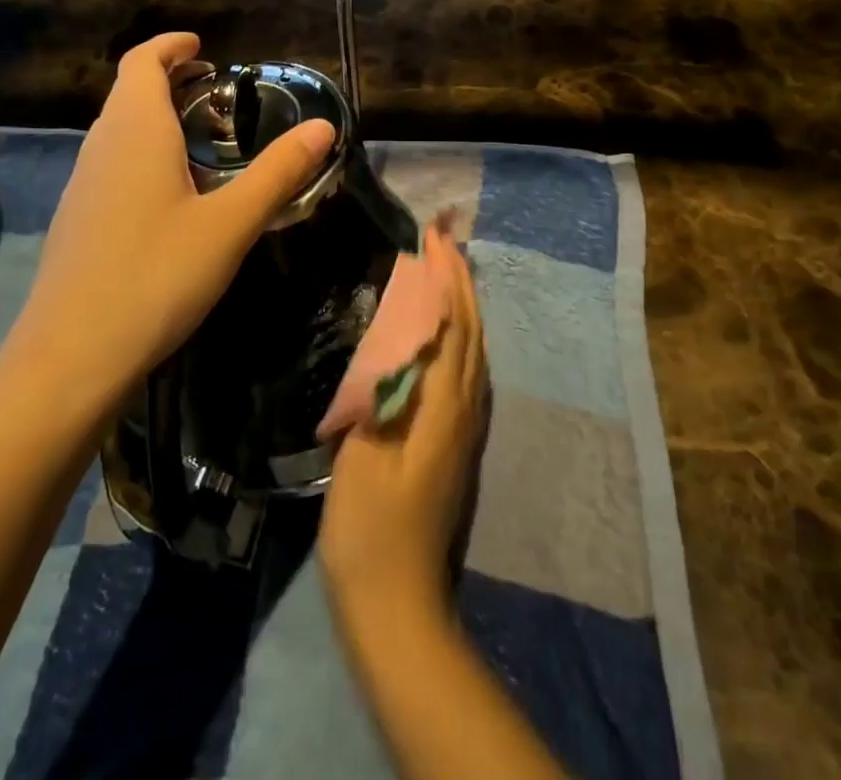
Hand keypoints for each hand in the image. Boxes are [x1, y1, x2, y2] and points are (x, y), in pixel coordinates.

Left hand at [6, 32, 334, 410]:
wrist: (71, 358)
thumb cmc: (156, 276)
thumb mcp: (230, 224)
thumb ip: (278, 172)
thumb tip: (323, 125)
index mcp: (135, 131)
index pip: (142, 62)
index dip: (170, 46)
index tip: (203, 46)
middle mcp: (101, 147)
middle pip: (129, 92)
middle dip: (168, 79)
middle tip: (215, 90)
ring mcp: (82, 185)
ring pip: (118, 130)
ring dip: (155, 118)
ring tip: (201, 139)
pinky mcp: (77, 220)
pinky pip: (112, 164)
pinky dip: (143, 154)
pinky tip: (171, 195)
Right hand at [319, 224, 487, 624]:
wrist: (395, 604)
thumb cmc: (370, 528)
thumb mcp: (367, 454)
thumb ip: (388, 391)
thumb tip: (404, 332)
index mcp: (443, 406)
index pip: (452, 325)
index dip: (446, 278)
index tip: (434, 236)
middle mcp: (464, 409)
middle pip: (471, 331)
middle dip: (460, 281)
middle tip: (443, 239)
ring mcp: (464, 428)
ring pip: (474, 350)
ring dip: (463, 304)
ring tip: (446, 272)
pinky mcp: (454, 443)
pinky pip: (466, 369)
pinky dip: (459, 335)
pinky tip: (442, 334)